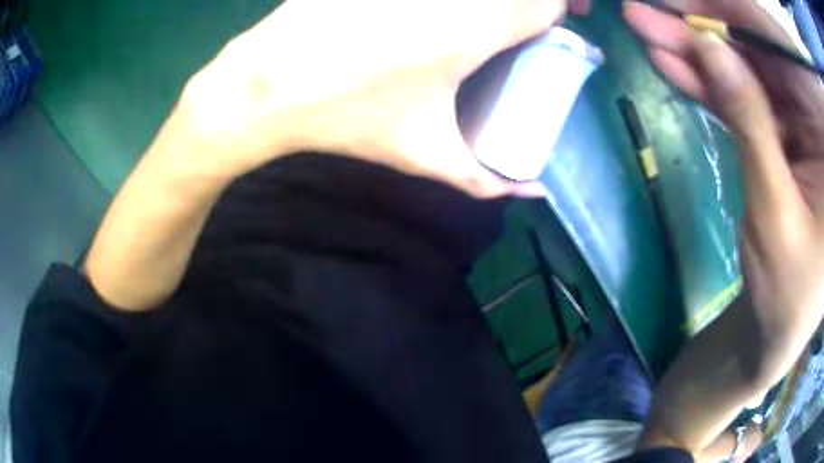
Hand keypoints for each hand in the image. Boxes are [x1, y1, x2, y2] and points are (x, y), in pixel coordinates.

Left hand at [178, 0, 588, 197]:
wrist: (268, 86)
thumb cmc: (345, 118)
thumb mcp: (422, 153)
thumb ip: (483, 178)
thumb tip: (531, 191)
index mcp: (471, 31)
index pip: (543, 2)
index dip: (555, 9)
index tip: (547, 25)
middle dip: (526, 2)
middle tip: (516, 23)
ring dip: (484, 1)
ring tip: (467, 21)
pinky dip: (434, 1)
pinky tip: (422, 17)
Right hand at [625, 1, 823, 362]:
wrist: (775, 329)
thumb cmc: (788, 294)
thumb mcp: (775, 217)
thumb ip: (751, 126)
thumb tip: (709, 48)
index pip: (789, 53)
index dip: (745, 15)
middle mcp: (814, 118)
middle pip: (765, 48)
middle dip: (710, 22)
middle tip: (653, 5)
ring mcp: (797, 121)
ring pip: (746, 65)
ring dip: (696, 48)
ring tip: (644, 25)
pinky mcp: (777, 130)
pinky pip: (740, 93)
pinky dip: (705, 80)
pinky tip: (669, 62)